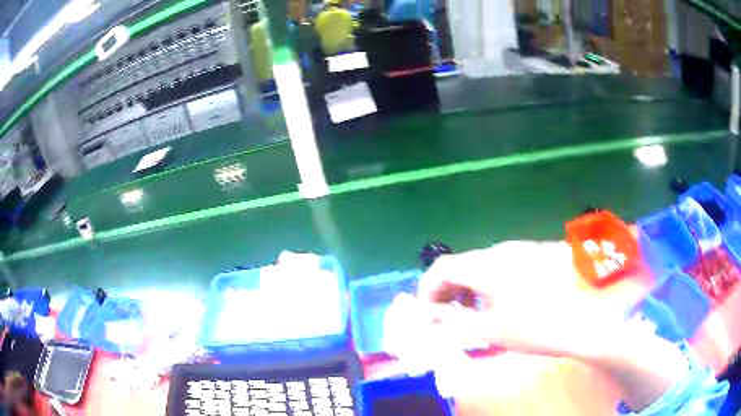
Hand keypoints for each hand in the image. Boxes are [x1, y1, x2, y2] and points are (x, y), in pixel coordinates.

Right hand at [418, 241, 628, 359]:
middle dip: (445, 288)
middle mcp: (500, 250)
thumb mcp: (488, 330)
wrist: (580, 321)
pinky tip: (493, 300)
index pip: (443, 267)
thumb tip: (428, 313)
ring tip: (468, 311)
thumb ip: (452, 319)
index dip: (427, 287)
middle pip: (460, 263)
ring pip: (479, 263)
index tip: (425, 311)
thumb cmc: (533, 330)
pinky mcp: (530, 254)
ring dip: (465, 285)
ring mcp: (518, 250)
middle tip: (444, 315)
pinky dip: (485, 281)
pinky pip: (497, 264)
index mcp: (487, 267)